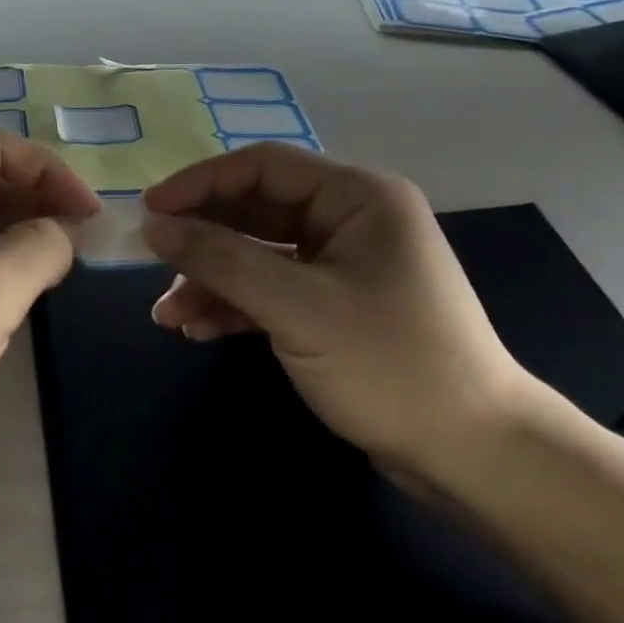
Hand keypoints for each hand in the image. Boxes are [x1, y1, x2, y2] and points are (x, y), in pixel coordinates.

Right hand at [142, 143, 542, 482]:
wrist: (473, 455)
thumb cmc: (390, 364)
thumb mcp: (297, 308)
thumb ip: (222, 261)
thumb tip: (155, 227)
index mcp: (356, 197)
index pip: (262, 167)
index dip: (200, 183)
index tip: (149, 210)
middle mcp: (349, 220)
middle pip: (255, 211)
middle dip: (202, 239)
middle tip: (150, 262)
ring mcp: (341, 265)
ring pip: (258, 254)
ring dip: (211, 280)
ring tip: (167, 315)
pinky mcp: (333, 306)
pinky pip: (271, 290)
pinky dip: (234, 305)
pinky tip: (198, 329)